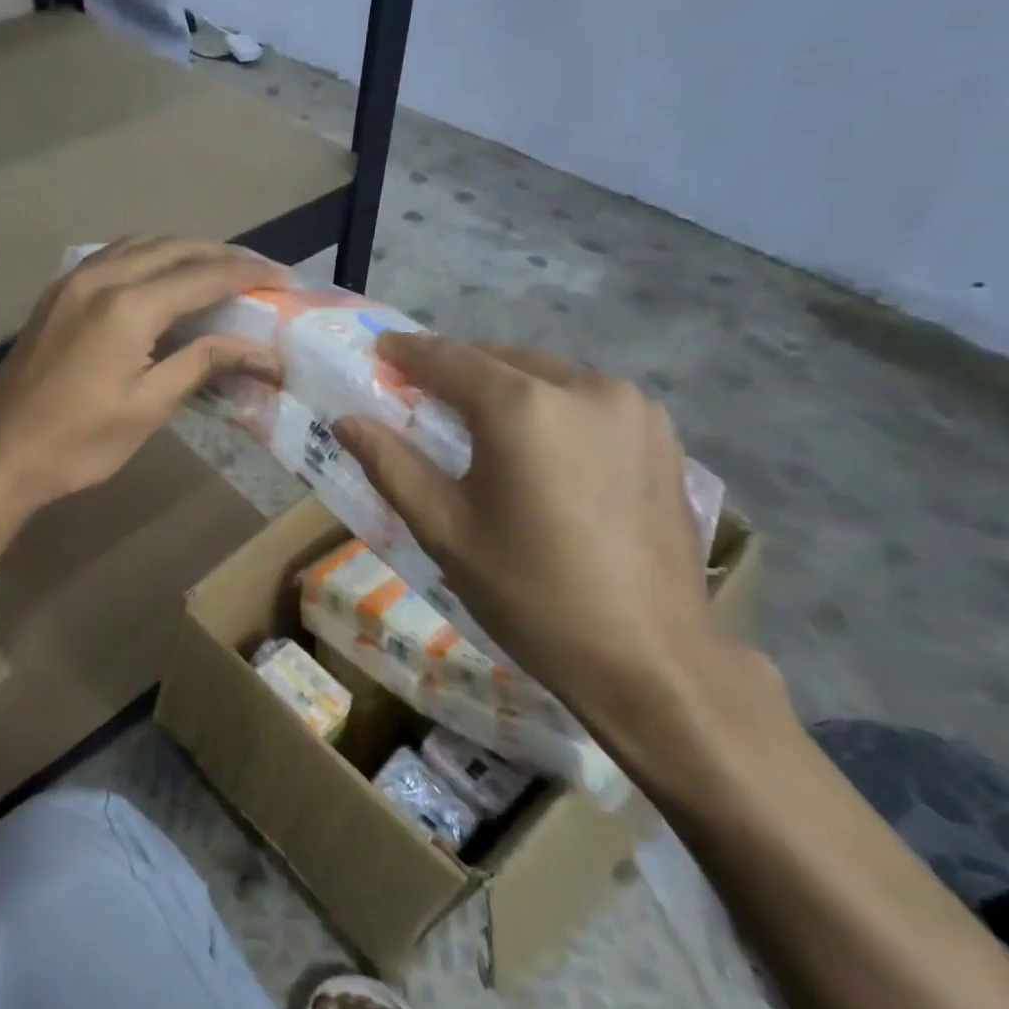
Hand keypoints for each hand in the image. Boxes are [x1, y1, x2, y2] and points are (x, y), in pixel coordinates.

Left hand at [0, 238, 285, 513]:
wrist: (1, 454)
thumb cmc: (80, 442)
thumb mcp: (149, 406)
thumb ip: (203, 363)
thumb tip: (260, 350)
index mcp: (128, 306)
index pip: (204, 276)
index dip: (249, 274)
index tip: (286, 279)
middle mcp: (101, 277)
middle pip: (175, 248)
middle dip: (222, 255)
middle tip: (260, 274)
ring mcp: (73, 281)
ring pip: (142, 245)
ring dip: (185, 251)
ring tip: (219, 271)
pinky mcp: (57, 293)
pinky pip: (114, 256)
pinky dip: (149, 257)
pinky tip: (163, 278)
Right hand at [334, 335, 783, 752]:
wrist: (651, 658)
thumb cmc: (532, 595)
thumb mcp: (446, 531)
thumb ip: (391, 465)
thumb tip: (347, 421)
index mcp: (524, 407)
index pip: (451, 359)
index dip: (409, 352)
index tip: (380, 350)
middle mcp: (584, 386)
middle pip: (502, 359)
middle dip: (457, 368)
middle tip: (419, 392)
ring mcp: (633, 407)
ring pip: (548, 375)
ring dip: (505, 386)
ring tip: (476, 421)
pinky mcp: (662, 435)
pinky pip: (587, 400)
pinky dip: (549, 406)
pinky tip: (537, 445)